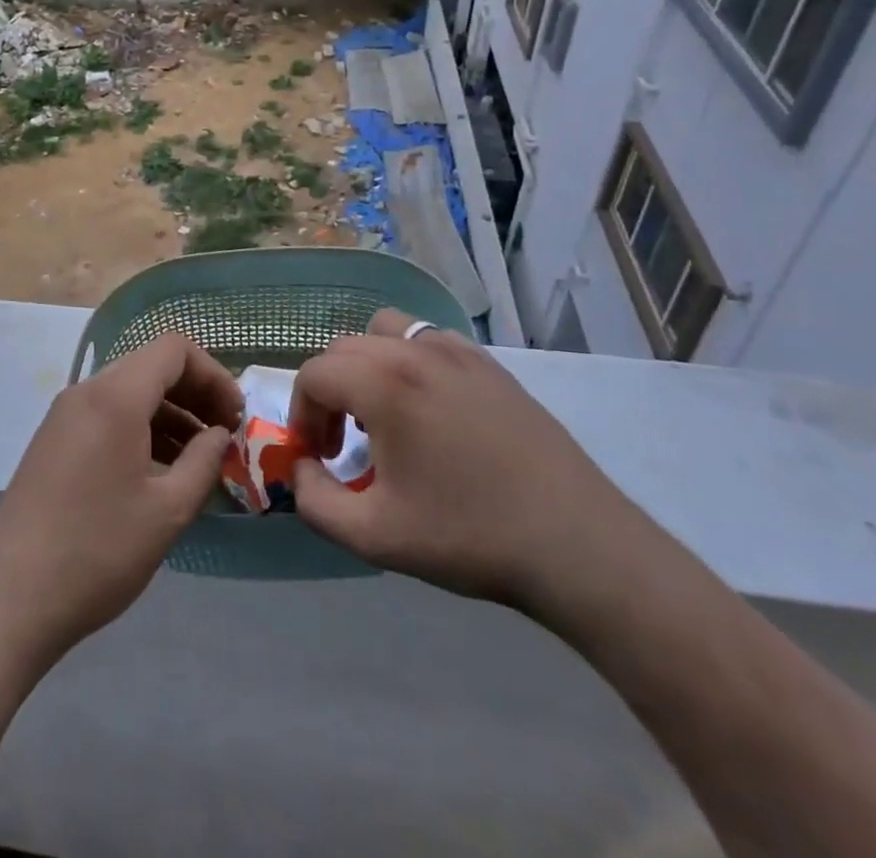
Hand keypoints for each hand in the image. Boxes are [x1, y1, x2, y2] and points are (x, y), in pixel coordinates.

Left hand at [0, 333, 243, 677]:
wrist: (8, 602)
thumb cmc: (97, 552)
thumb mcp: (167, 510)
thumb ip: (203, 461)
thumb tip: (219, 434)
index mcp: (115, 396)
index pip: (174, 350)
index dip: (213, 374)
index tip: (235, 417)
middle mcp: (86, 392)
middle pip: (151, 366)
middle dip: (195, 393)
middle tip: (223, 436)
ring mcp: (64, 416)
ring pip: (129, 392)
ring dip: (170, 414)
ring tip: (197, 460)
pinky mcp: (53, 442)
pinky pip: (107, 415)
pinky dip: (141, 429)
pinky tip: (158, 472)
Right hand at [289, 309, 634, 609]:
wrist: (575, 543)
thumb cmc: (468, 536)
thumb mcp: (374, 536)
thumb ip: (314, 501)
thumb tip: (301, 469)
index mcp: (382, 384)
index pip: (314, 374)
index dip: (302, 414)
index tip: (318, 456)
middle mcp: (414, 351)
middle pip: (344, 348)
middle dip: (329, 390)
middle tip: (342, 442)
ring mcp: (457, 352)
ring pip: (386, 331)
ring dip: (367, 365)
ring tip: (383, 413)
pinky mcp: (489, 364)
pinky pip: (429, 340)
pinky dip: (410, 360)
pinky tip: (431, 409)